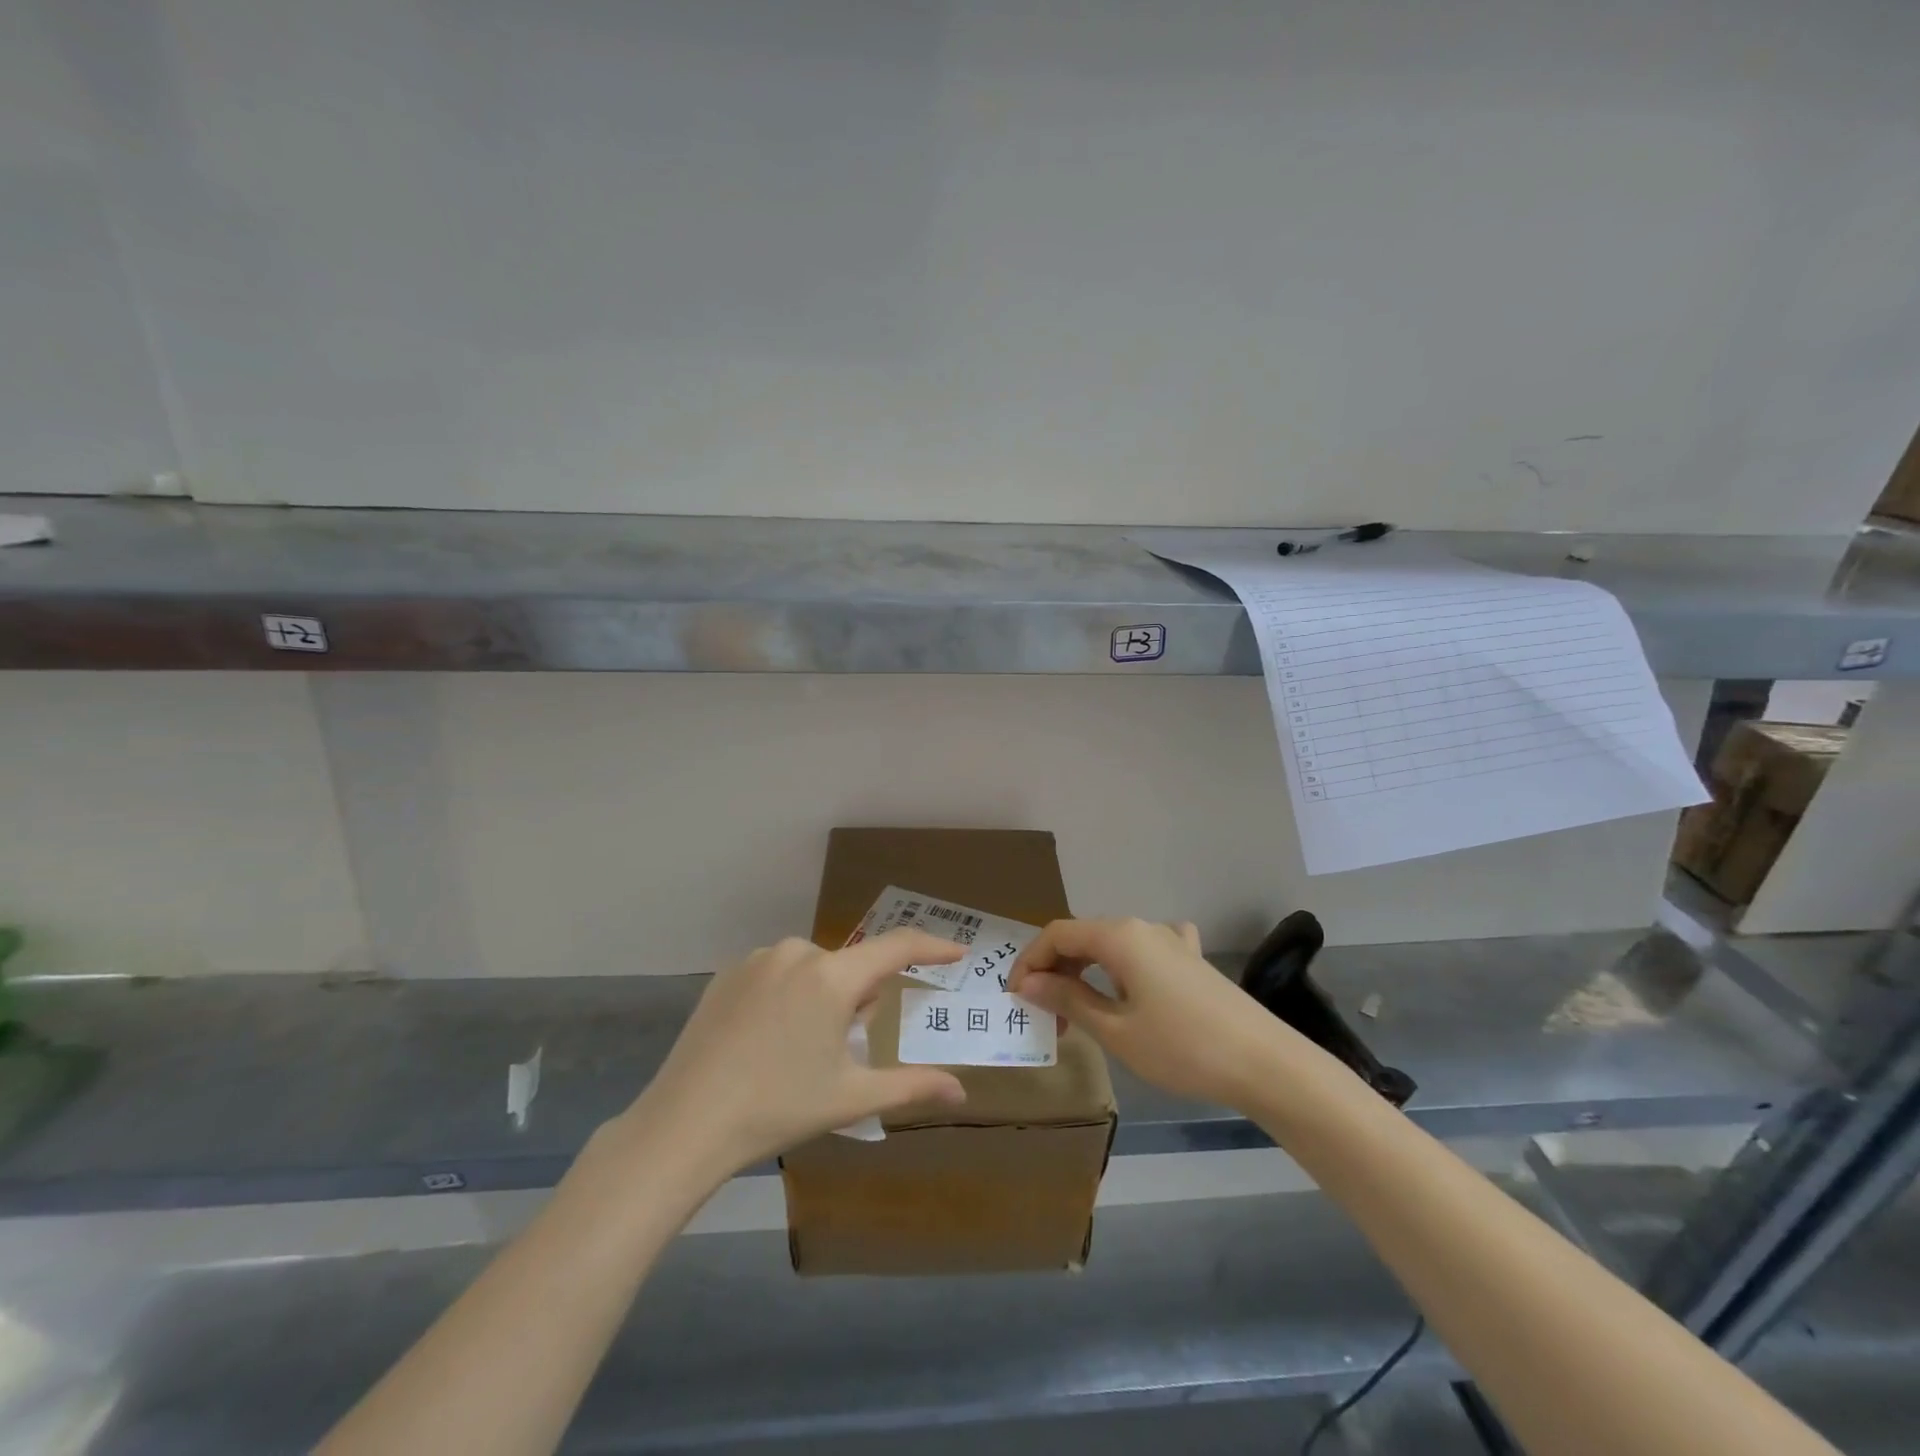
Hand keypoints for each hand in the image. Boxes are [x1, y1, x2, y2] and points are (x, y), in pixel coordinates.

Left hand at [621, 931, 968, 1179]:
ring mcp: (758, 959)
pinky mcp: (728, 973)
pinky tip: (764, 1038)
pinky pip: (777, 972)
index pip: (896, 948)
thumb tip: (961, 1090)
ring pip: (814, 968)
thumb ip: (911, 1086)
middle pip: (851, 966)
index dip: (931, 948)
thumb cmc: (778, 1107)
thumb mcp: (850, 1097)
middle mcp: (797, 952)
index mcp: (832, 977)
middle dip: (859, 998)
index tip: (956, 952)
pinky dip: (786, 995)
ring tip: (798, 1048)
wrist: (685, 1123)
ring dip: (822, 995)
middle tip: (841, 1048)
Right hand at [1009, 918, 1289, 1107]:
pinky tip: (1132, 983)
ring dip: (1086, 973)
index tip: (1014, 998)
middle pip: (1083, 937)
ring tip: (1078, 1012)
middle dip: (1055, 971)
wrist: (1265, 1063)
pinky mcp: (1192, 959)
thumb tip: (1027, 983)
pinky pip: (1145, 952)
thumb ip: (1068, 1000)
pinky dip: (1123, 967)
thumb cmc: (1182, 1047)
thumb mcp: (1116, 1030)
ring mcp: (1171, 940)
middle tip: (1045, 1016)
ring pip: (1112, 946)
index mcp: (1118, 936)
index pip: (1057, 934)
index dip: (1029, 961)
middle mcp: (1142, 927)